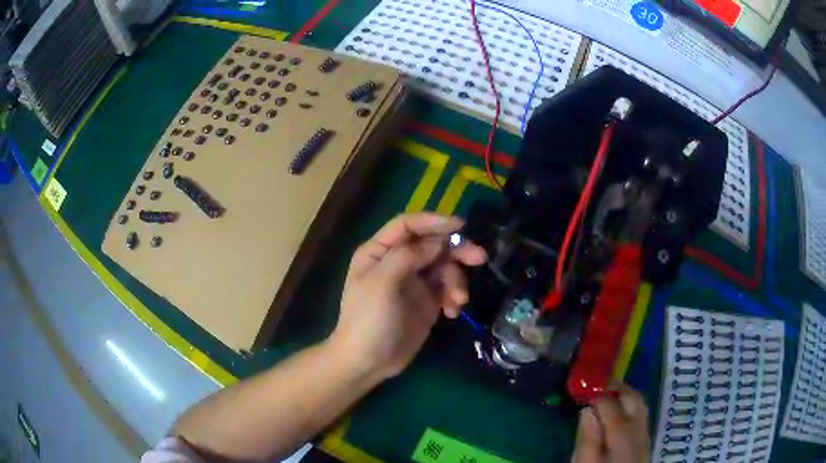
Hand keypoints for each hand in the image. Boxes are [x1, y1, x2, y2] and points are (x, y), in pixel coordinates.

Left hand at [328, 213, 486, 380]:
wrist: (368, 362)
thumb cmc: (367, 320)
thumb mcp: (381, 284)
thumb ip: (408, 257)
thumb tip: (438, 242)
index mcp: (379, 252)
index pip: (408, 225)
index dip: (434, 221)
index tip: (461, 226)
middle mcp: (398, 262)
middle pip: (432, 244)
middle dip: (456, 250)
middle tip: (479, 258)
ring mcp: (414, 283)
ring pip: (444, 267)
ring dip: (457, 280)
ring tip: (459, 300)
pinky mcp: (427, 303)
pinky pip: (448, 289)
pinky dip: (454, 297)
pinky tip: (452, 312)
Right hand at [572, 385, 649, 462]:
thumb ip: (587, 438)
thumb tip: (587, 410)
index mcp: (620, 433)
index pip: (610, 402)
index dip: (596, 393)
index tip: (581, 388)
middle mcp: (637, 427)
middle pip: (632, 397)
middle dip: (615, 386)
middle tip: (596, 384)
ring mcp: (644, 433)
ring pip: (640, 403)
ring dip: (625, 393)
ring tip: (607, 393)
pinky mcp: (645, 440)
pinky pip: (641, 413)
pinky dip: (630, 404)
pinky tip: (619, 411)